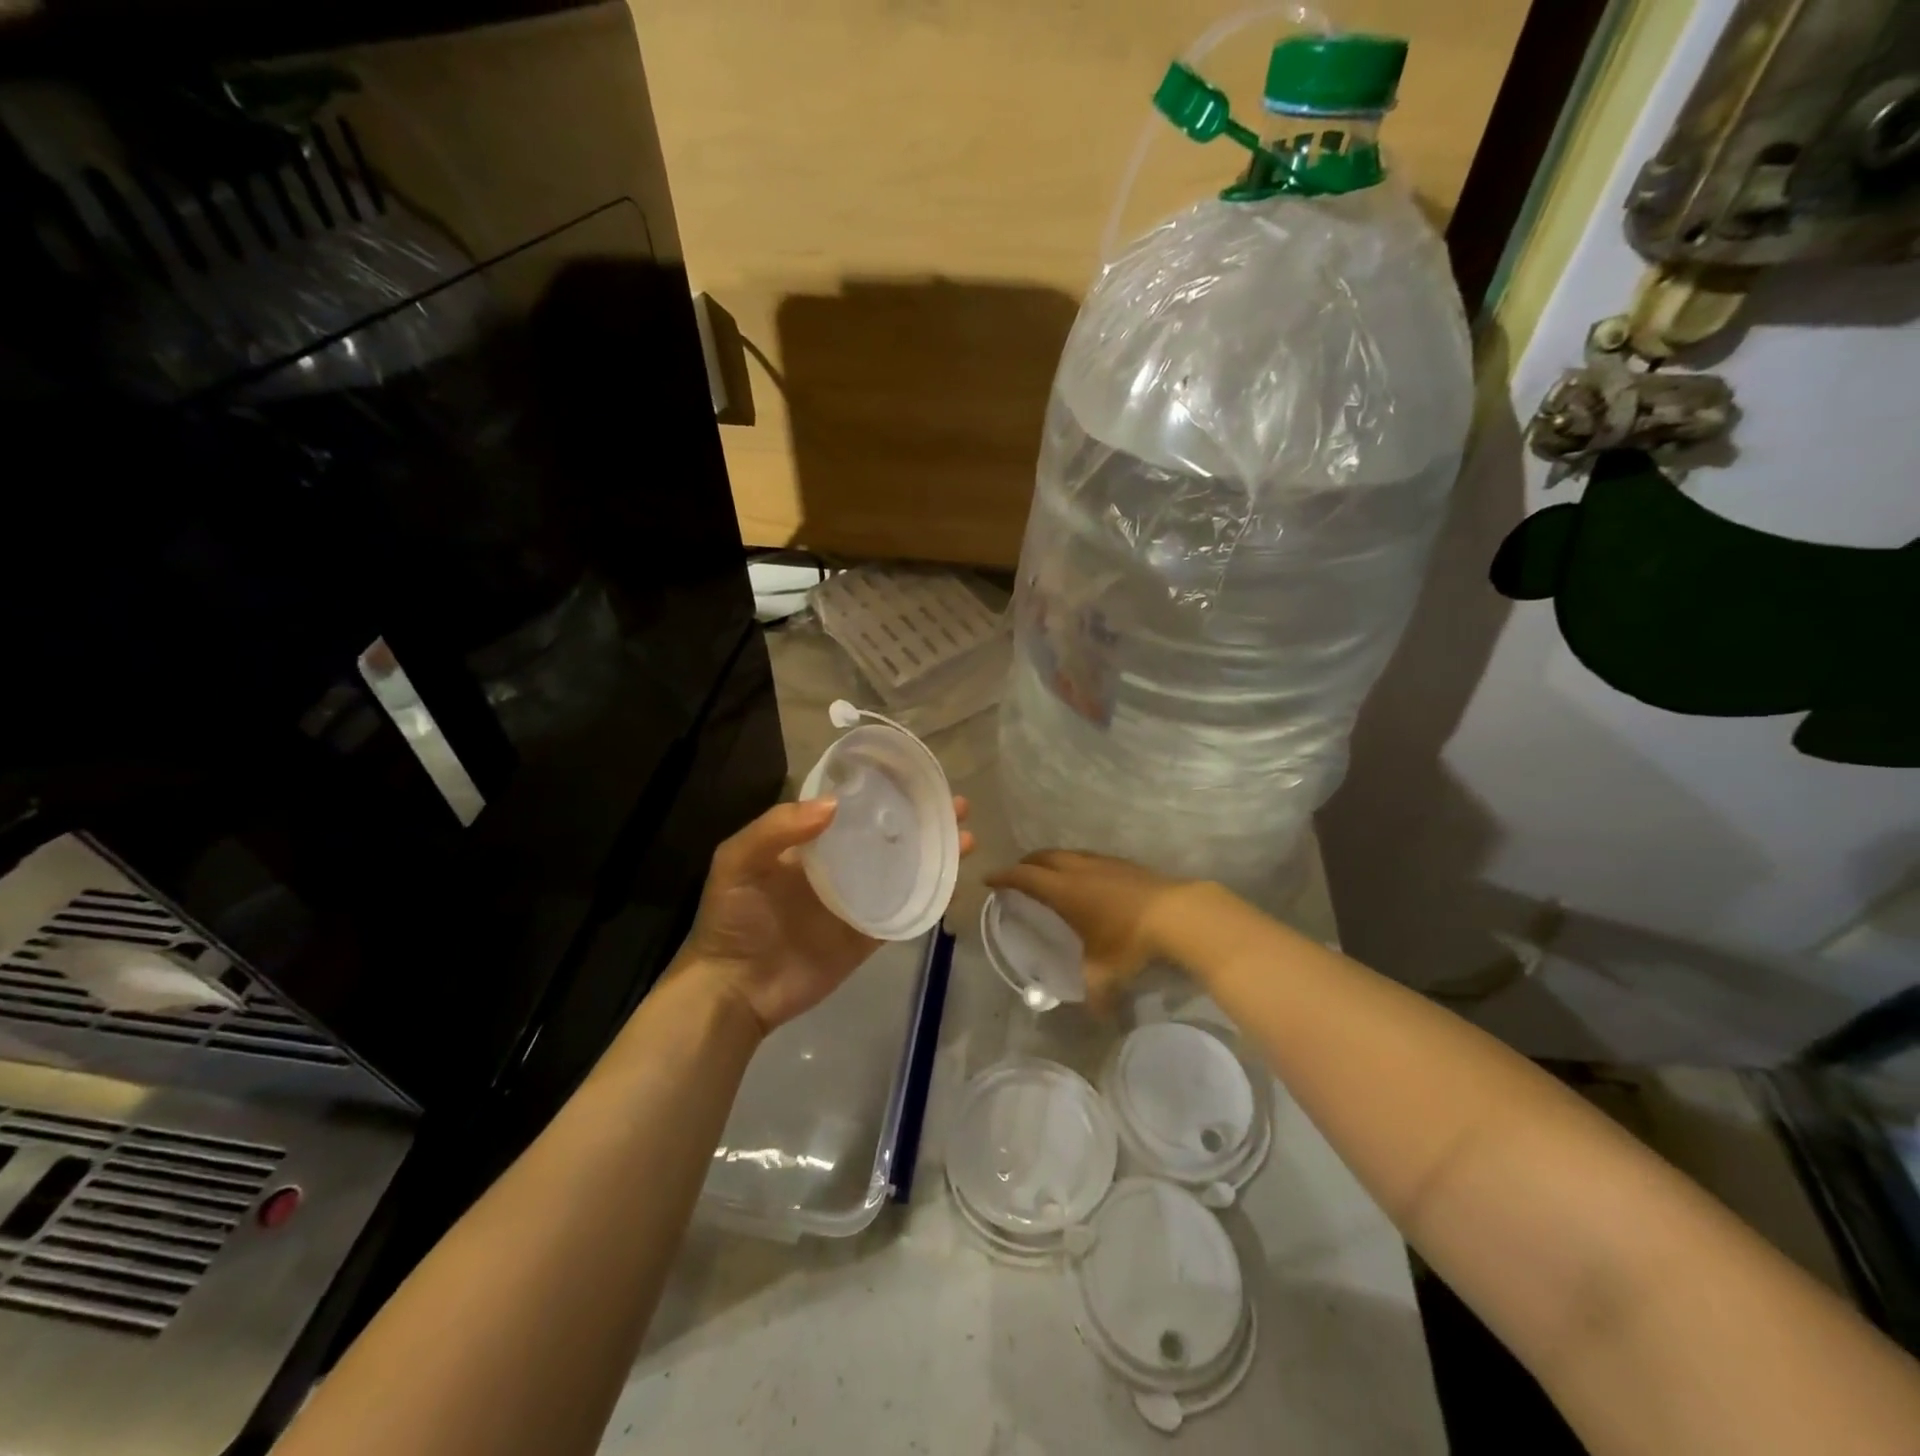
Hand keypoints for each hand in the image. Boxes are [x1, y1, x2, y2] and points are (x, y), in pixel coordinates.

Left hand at [679, 796, 973, 1035]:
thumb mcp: (738, 862)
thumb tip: (835, 804)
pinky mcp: (868, 934)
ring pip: (903, 870)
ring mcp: (856, 901)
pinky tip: (953, 881)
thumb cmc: (732, 919)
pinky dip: (930, 896)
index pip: (852, 809)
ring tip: (965, 835)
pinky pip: (904, 912)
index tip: (915, 777)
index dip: (883, 792)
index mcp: (809, 845)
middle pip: (887, 836)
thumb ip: (778, 828)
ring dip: (934, 853)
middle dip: (921, 818)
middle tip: (955, 804)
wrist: (735, 990)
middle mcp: (838, 866)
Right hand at [985, 850, 1194, 1011]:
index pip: (1025, 877)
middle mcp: (1079, 870)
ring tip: (1049, 874)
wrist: (1179, 914)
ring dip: (1052, 861)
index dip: (1004, 876)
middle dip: (1026, 863)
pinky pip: (1090, 858)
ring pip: (1068, 854)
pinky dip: (1077, 864)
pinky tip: (1088, 879)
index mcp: (1064, 890)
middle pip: (1043, 857)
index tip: (989, 879)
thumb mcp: (1107, 973)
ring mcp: (1104, 863)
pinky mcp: (1125, 864)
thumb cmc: (1131, 941)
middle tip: (1016, 874)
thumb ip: (1096, 994)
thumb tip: (1096, 1015)